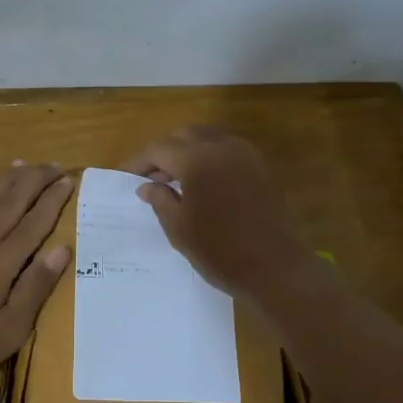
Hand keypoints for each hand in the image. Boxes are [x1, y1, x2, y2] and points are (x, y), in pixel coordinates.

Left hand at [0, 162, 74, 392]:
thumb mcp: (9, 331)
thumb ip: (35, 288)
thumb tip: (61, 248)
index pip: (32, 223)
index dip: (52, 200)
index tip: (69, 179)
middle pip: (10, 202)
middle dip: (34, 180)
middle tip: (56, 165)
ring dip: (9, 179)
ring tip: (26, 164)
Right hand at [127, 127, 313, 300]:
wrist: (275, 267)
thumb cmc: (219, 250)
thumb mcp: (179, 228)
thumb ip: (160, 199)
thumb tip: (147, 186)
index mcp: (197, 159)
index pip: (159, 148)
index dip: (140, 161)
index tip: (127, 176)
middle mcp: (222, 147)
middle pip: (184, 135)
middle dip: (164, 151)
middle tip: (152, 177)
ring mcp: (247, 154)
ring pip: (209, 138)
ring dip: (188, 151)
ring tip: (176, 179)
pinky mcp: (262, 167)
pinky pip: (229, 150)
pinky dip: (210, 157)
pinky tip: (205, 183)